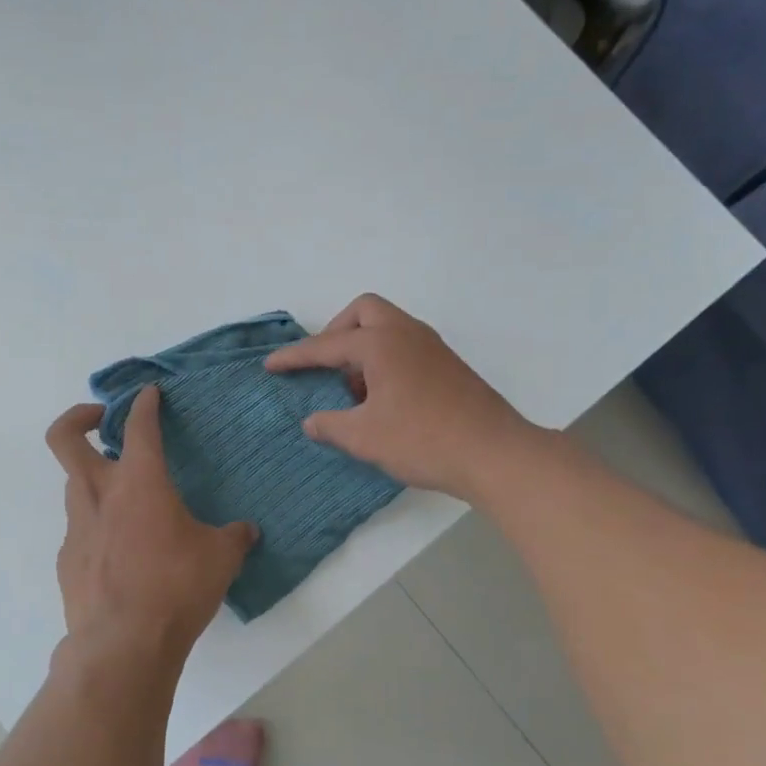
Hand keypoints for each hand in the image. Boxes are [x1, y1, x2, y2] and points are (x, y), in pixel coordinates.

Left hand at [46, 387, 256, 674]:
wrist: (122, 645)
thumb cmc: (176, 587)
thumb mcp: (220, 558)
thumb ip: (234, 537)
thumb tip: (246, 531)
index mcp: (139, 482)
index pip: (139, 426)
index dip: (144, 403)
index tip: (149, 394)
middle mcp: (99, 494)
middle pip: (66, 438)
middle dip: (79, 417)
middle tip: (102, 419)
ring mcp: (77, 527)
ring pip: (73, 484)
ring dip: (94, 478)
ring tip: (126, 498)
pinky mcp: (68, 559)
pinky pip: (80, 528)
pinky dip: (97, 526)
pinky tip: (122, 553)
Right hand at [265, 294, 534, 500]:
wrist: (494, 453)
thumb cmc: (423, 440)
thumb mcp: (365, 437)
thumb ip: (331, 425)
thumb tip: (312, 421)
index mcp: (381, 344)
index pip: (326, 345)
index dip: (295, 357)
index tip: (271, 366)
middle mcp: (406, 334)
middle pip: (363, 312)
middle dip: (336, 332)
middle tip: (325, 366)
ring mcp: (432, 347)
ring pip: (388, 327)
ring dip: (363, 348)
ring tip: (353, 391)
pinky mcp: (448, 365)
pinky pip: (405, 346)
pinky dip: (385, 360)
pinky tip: (382, 399)